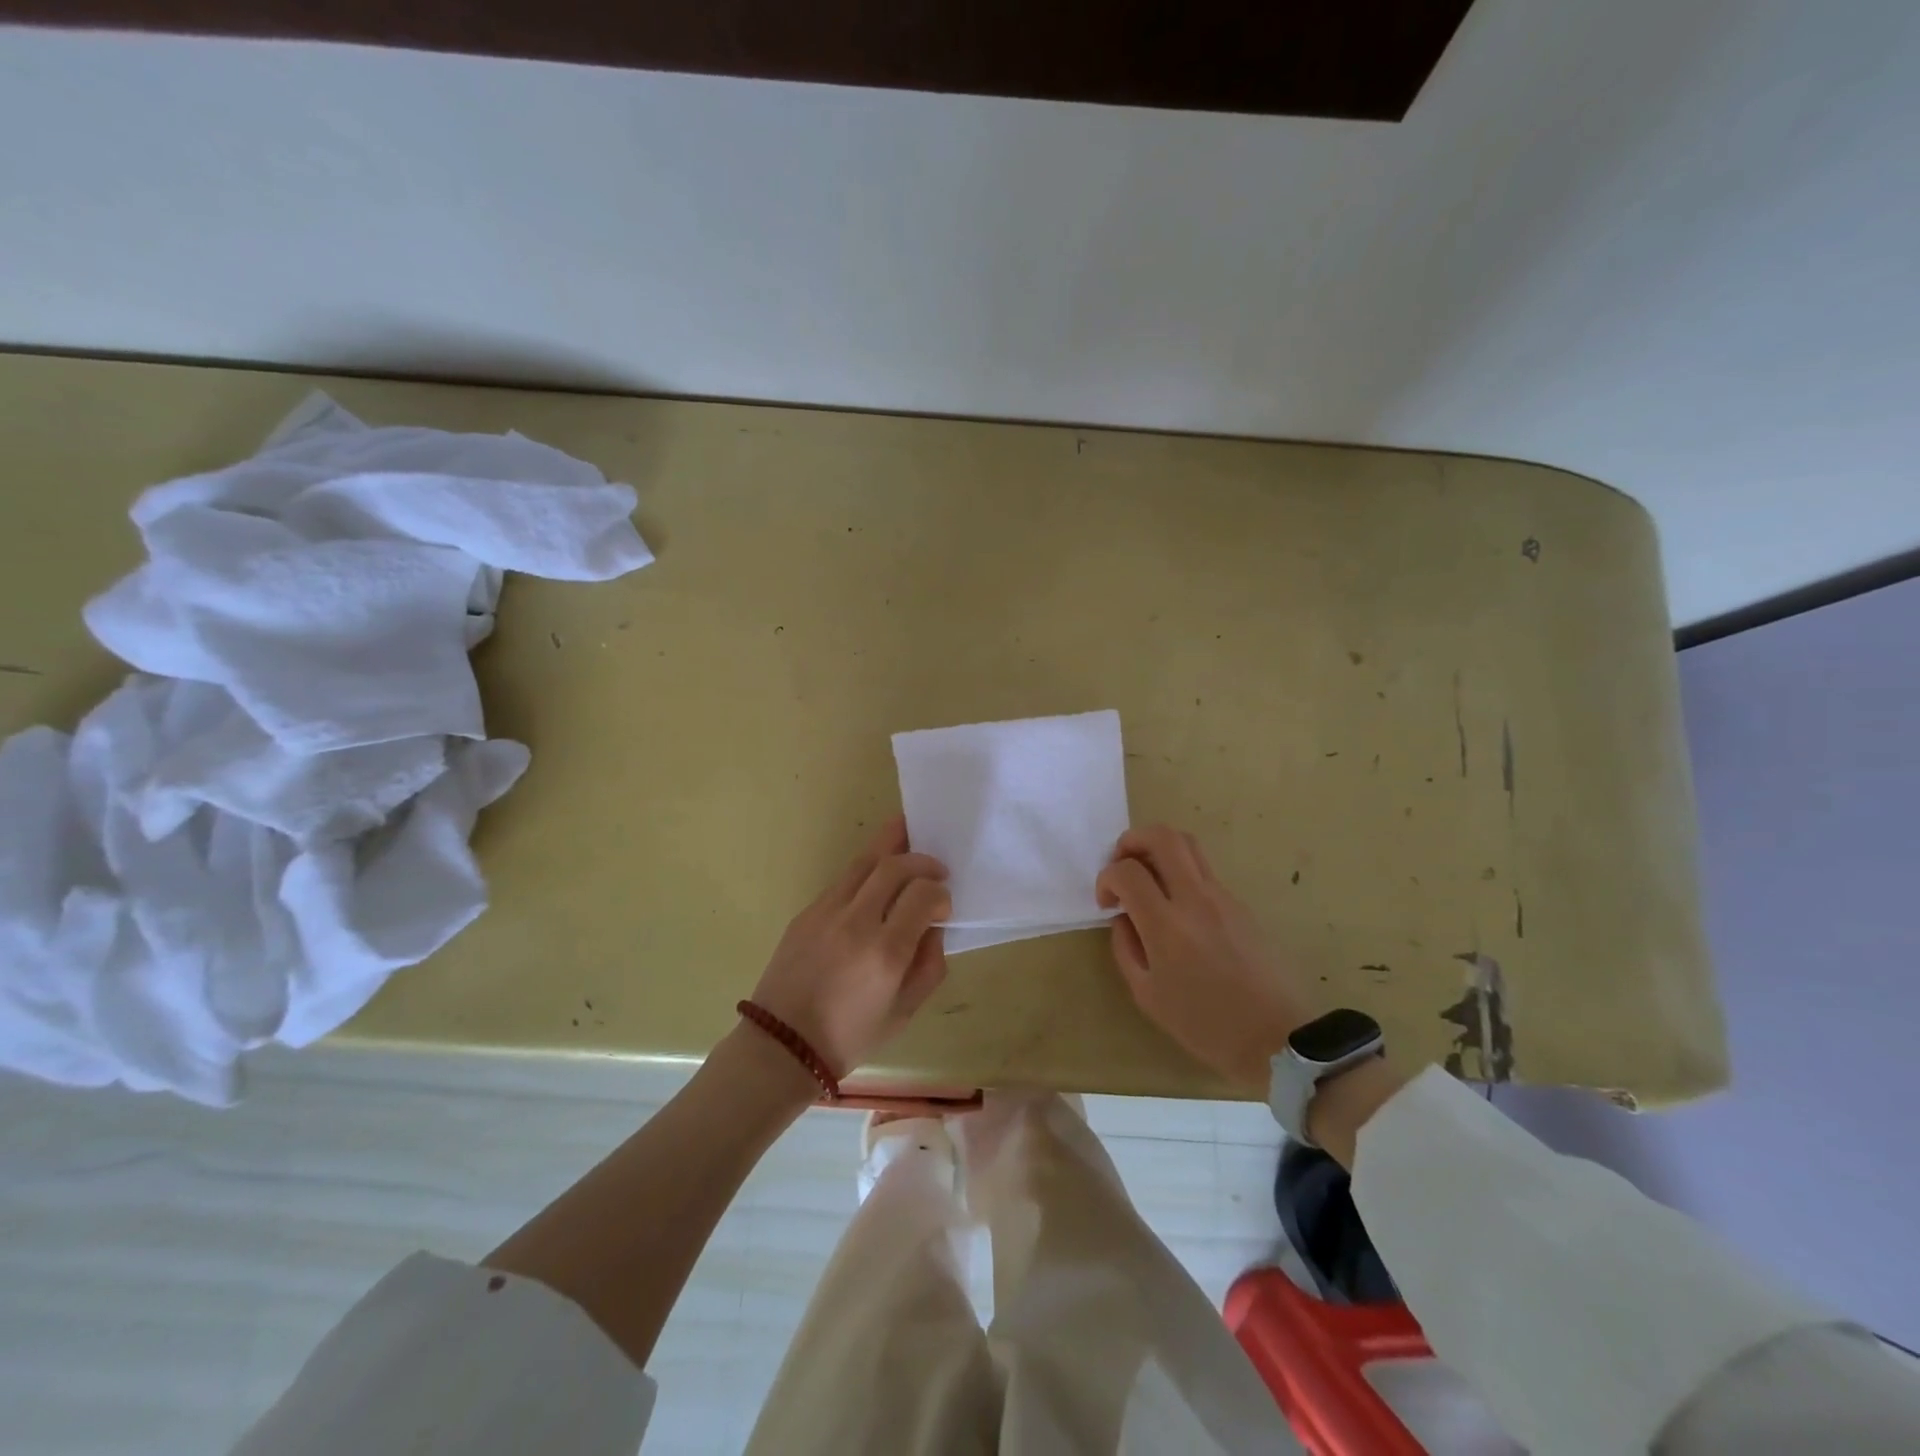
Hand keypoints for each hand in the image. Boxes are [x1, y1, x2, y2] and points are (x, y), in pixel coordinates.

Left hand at [748, 817, 950, 1075]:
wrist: (783, 1045)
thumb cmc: (850, 1036)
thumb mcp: (904, 1012)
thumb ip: (929, 966)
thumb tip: (933, 928)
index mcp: (885, 952)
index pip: (922, 894)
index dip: (940, 892)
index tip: (944, 904)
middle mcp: (855, 923)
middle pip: (893, 866)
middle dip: (921, 860)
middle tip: (936, 868)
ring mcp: (826, 912)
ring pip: (863, 862)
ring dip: (891, 848)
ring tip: (909, 839)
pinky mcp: (806, 912)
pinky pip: (843, 880)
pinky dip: (866, 871)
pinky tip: (876, 880)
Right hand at [1096, 825, 1313, 1090]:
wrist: (1278, 1038)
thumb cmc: (1206, 1025)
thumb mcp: (1148, 995)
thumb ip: (1126, 948)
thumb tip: (1124, 918)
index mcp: (1167, 925)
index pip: (1127, 871)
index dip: (1106, 878)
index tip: (1107, 903)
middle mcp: (1195, 899)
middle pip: (1162, 836)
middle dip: (1131, 841)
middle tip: (1122, 867)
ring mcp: (1223, 897)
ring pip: (1187, 844)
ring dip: (1157, 850)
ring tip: (1147, 880)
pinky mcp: (1240, 904)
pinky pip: (1203, 871)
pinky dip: (1179, 873)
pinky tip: (1175, 908)